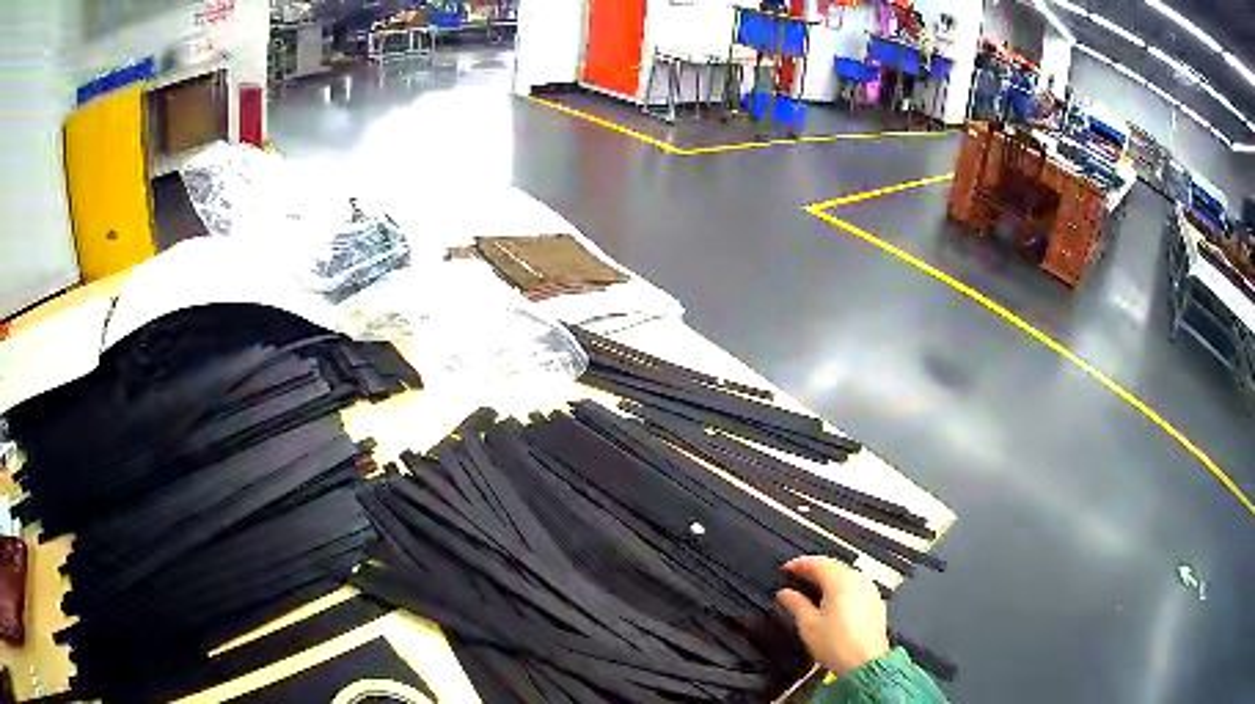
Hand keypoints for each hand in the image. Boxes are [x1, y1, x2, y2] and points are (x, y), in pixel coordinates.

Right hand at [776, 556, 890, 676]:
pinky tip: (834, 601)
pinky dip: (842, 588)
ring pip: (846, 575)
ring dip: (828, 577)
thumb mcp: (808, 625)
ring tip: (813, 588)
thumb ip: (795, 604)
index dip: (798, 564)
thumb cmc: (840, 646)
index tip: (787, 569)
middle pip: (833, 565)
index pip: (817, 562)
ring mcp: (869, 590)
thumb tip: (786, 594)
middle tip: (798, 576)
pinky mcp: (875, 602)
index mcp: (840, 582)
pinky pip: (856, 586)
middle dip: (814, 569)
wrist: (865, 662)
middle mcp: (858, 581)